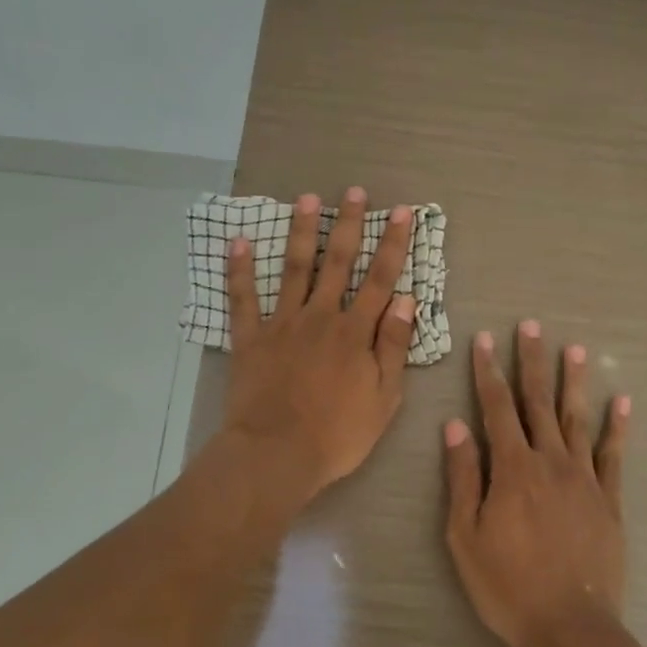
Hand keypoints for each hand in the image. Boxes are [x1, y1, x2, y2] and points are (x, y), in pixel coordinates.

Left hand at [223, 187, 416, 504]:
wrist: (276, 455)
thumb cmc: (338, 433)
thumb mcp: (384, 397)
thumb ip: (394, 345)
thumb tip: (408, 299)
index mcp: (356, 332)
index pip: (381, 279)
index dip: (394, 244)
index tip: (402, 212)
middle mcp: (321, 317)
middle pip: (337, 262)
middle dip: (349, 224)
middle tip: (354, 192)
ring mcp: (282, 324)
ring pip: (294, 269)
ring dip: (301, 232)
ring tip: (305, 199)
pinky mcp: (250, 339)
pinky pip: (243, 299)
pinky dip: (239, 271)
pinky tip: (237, 242)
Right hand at [444, 320, 630, 646]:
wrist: (568, 626)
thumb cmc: (506, 584)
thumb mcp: (465, 534)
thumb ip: (463, 476)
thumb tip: (455, 425)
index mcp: (512, 468)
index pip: (496, 407)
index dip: (489, 371)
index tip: (485, 340)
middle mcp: (550, 461)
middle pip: (538, 402)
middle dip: (532, 362)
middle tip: (531, 326)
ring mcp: (584, 478)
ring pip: (577, 419)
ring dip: (573, 382)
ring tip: (574, 349)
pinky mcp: (609, 499)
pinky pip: (614, 455)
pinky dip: (618, 426)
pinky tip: (621, 401)